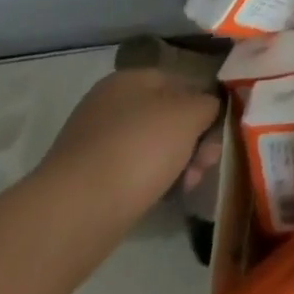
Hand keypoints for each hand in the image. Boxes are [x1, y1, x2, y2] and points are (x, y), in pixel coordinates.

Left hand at [33, 68, 219, 235]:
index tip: (219, 131)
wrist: (74, 214)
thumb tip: (206, 111)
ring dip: (178, 162)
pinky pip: (132, 173)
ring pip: (153, 147)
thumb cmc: (140, 148)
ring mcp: (93, 146)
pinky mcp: (85, 183)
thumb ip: (209, 103)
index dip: (207, 104)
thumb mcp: (193, 113)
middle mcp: (108, 106)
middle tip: (207, 162)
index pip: (184, 82)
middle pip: (169, 117)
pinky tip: (166, 195)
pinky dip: (152, 182)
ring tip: (189, 184)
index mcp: (130, 79)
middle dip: (194, 139)